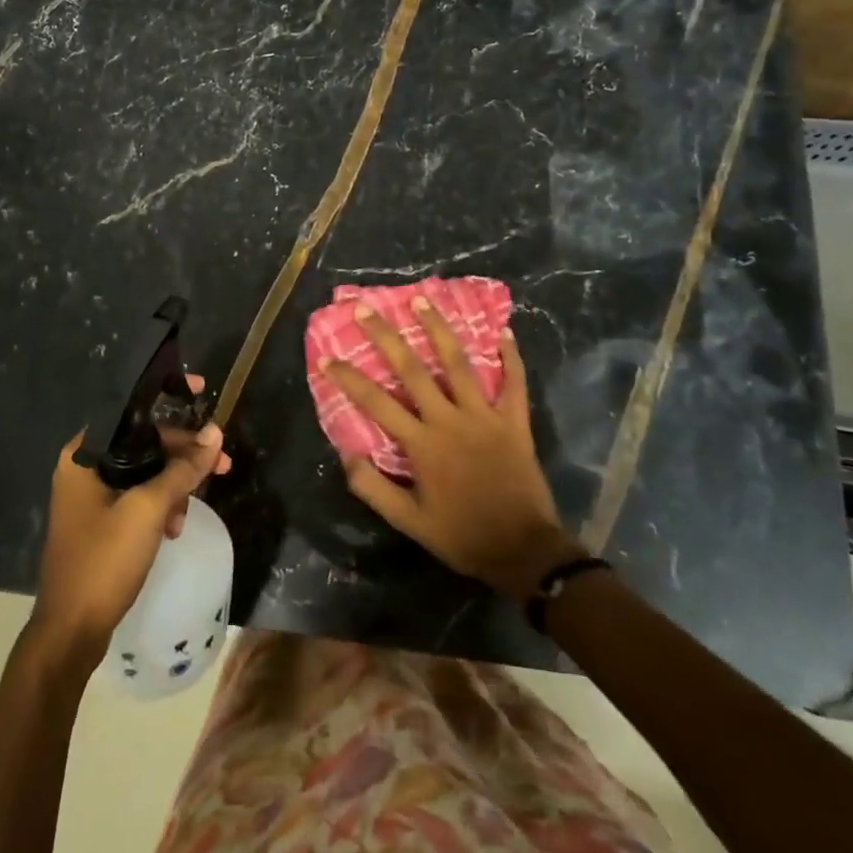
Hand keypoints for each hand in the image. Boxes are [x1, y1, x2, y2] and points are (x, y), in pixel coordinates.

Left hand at [27, 375, 230, 666]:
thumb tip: (215, 434)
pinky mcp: (100, 521)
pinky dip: (159, 506)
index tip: (199, 390)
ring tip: (189, 512)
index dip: (166, 395)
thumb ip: (182, 469)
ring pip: (144, 472)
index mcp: (84, 455)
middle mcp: (83, 467)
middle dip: (182, 453)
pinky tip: (173, 529)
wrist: (71, 630)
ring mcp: (90, 496)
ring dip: (173, 485)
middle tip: (223, 464)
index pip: (130, 409)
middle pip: (142, 442)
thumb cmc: (104, 560)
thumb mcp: (149, 510)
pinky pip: (137, 497)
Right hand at [324, 300, 583, 600]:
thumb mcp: (409, 522)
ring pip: (459, 364)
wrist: (524, 551)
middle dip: (386, 337)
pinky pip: (514, 384)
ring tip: (423, 300)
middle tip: (367, 309)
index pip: (377, 403)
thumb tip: (346, 454)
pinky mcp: (514, 422)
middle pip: (413, 370)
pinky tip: (504, 331)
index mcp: (422, 444)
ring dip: (439, 330)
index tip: (328, 358)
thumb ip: (374, 489)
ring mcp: (485, 417)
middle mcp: (450, 420)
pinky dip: (511, 358)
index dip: (349, 378)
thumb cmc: (462, 536)